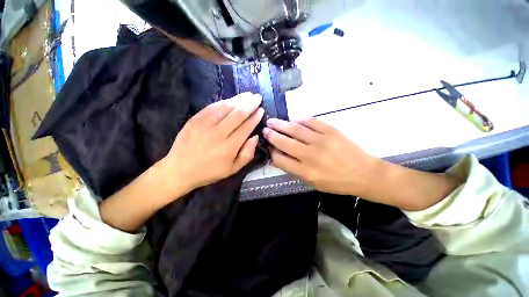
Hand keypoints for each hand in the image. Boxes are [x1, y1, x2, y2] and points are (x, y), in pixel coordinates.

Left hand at [159, 92, 263, 194]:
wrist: (180, 170)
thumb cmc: (210, 171)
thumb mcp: (233, 169)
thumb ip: (247, 154)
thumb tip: (255, 136)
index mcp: (229, 147)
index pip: (246, 127)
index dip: (255, 117)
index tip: (261, 110)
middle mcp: (218, 133)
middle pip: (237, 114)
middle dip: (250, 104)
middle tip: (257, 97)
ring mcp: (204, 125)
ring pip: (225, 107)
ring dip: (238, 99)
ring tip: (248, 95)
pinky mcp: (194, 120)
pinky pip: (211, 107)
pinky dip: (223, 102)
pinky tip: (231, 99)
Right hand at [263, 118, 379, 195]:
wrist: (364, 174)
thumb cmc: (337, 182)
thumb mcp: (313, 183)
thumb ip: (295, 170)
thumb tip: (280, 157)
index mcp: (305, 171)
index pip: (280, 160)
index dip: (272, 152)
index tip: (269, 147)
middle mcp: (310, 156)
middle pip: (284, 142)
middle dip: (272, 135)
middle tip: (265, 129)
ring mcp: (321, 141)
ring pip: (295, 129)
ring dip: (281, 124)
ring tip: (272, 121)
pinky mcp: (331, 131)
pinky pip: (311, 122)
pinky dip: (300, 119)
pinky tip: (293, 119)